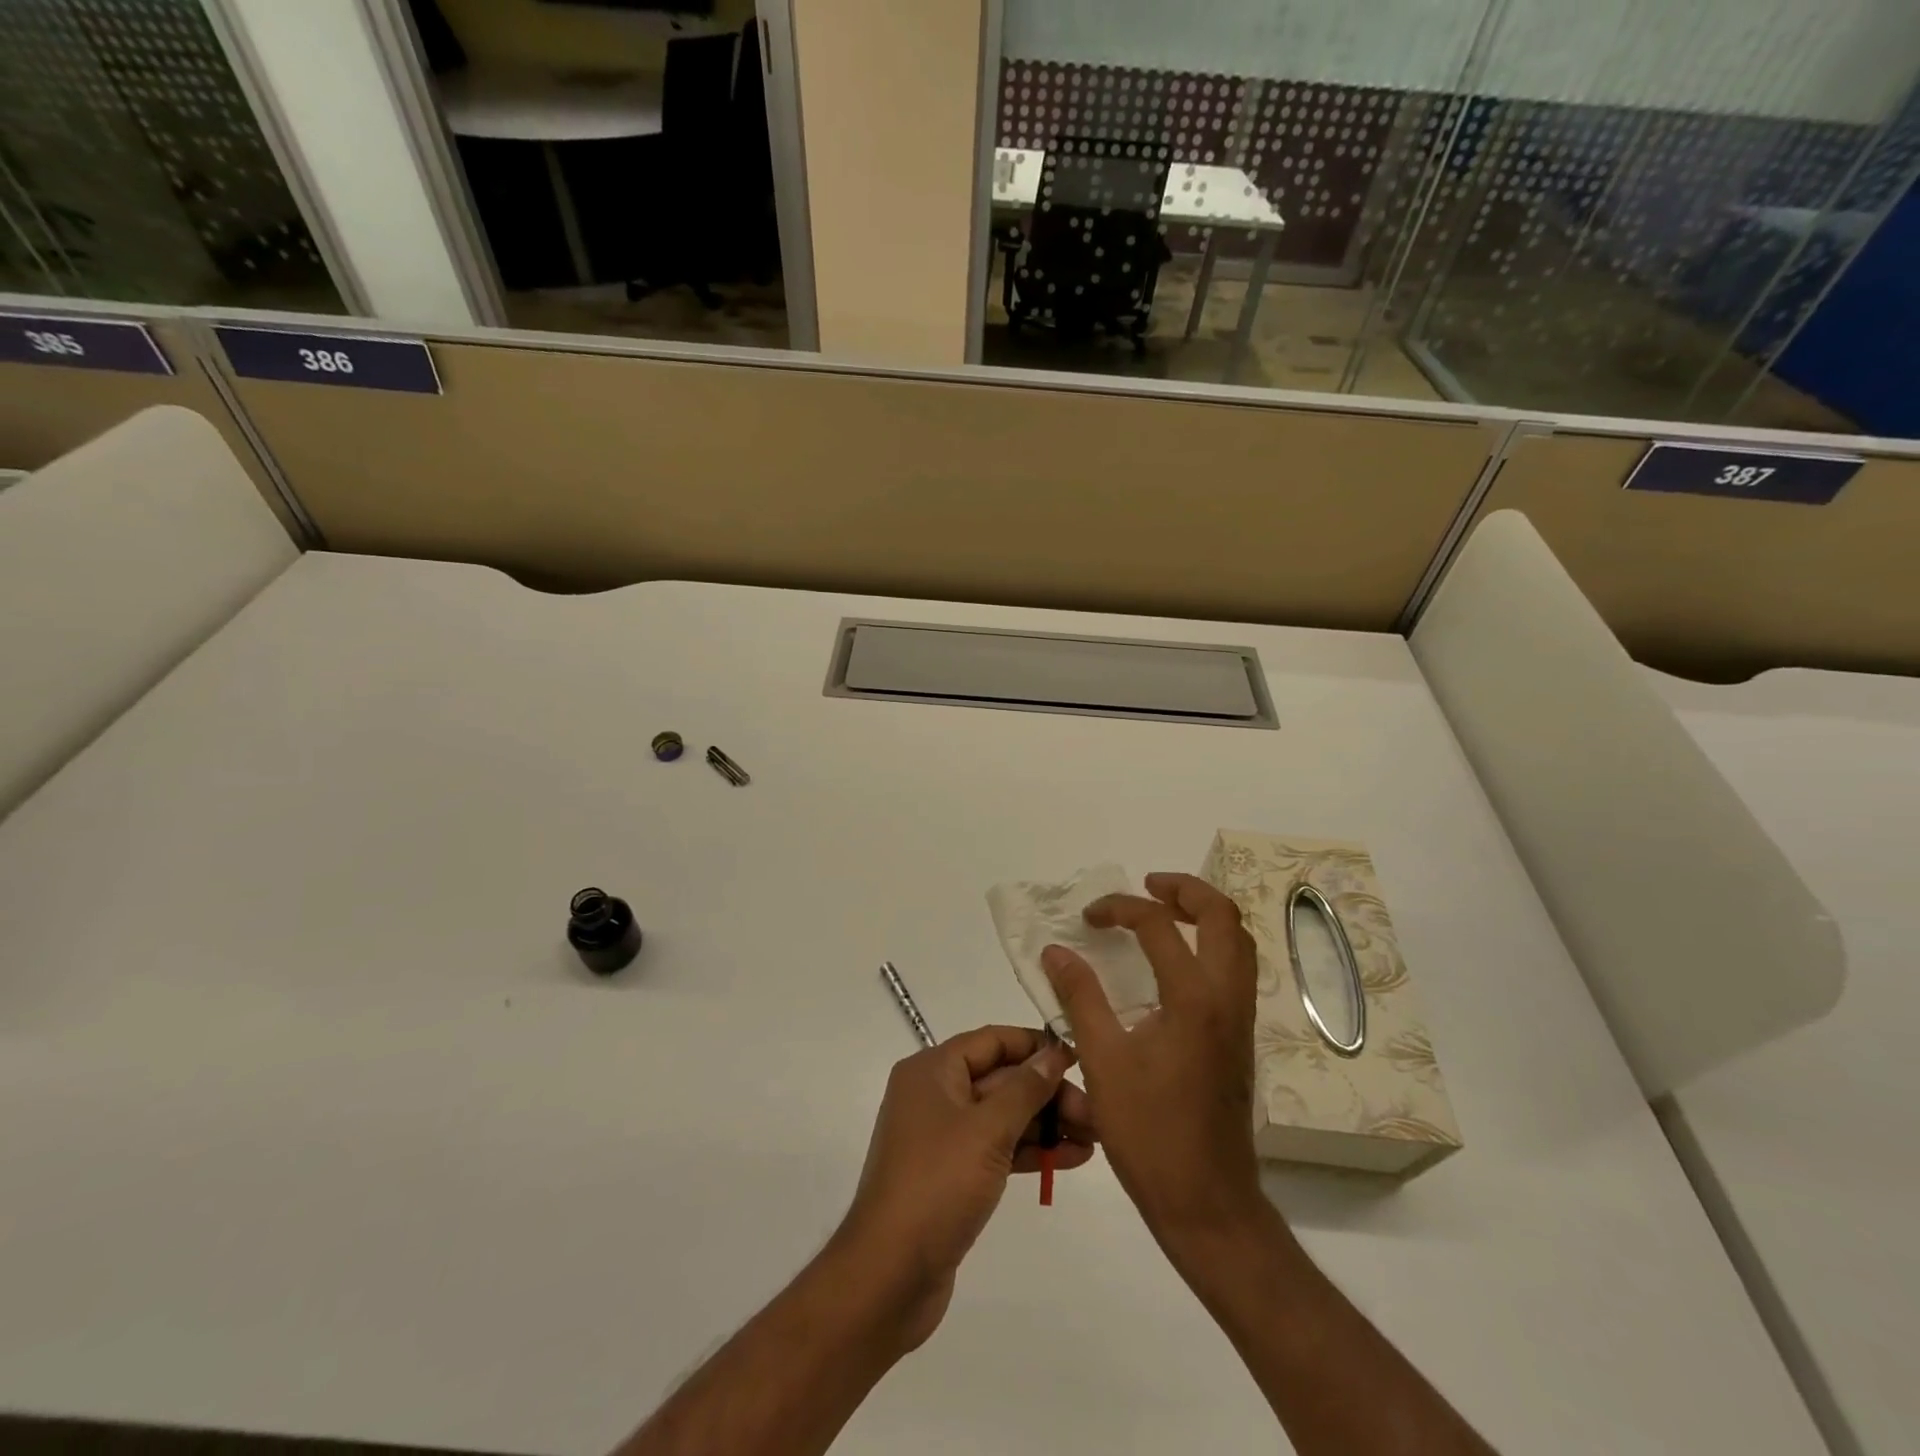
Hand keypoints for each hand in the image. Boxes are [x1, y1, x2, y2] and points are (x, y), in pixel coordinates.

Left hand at [834, 1026, 1094, 1349]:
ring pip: (1004, 1116)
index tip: (1079, 1057)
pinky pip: (998, 1149)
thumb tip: (1054, 1052)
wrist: (889, 1275)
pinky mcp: (954, 1175)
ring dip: (1047, 1124)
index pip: (992, 1041)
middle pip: (1001, 1079)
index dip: (1035, 1045)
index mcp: (932, 1070)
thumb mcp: (986, 1130)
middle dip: (1048, 1093)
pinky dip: (1032, 1151)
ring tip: (1096, 1136)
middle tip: (1096, 1112)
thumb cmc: (936, 1185)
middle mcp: (936, 1095)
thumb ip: (1025, 1089)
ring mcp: (944, 1137)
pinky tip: (1073, 1158)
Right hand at [1043, 873, 1263, 1247]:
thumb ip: (1079, 997)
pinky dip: (1210, 944)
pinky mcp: (1241, 1039)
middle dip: (1185, 890)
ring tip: (1163, 913)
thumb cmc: (1149, 1133)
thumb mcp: (1102, 1061)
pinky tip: (1176, 963)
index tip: (1088, 918)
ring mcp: (1241, 1019)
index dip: (1120, 909)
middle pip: (1223, 917)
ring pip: (1239, 942)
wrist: (1208, 1202)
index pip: (1158, 925)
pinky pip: (1235, 969)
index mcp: (1193, 998)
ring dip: (1204, 915)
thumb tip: (1055, 951)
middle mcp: (1227, 998)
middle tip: (1146, 886)